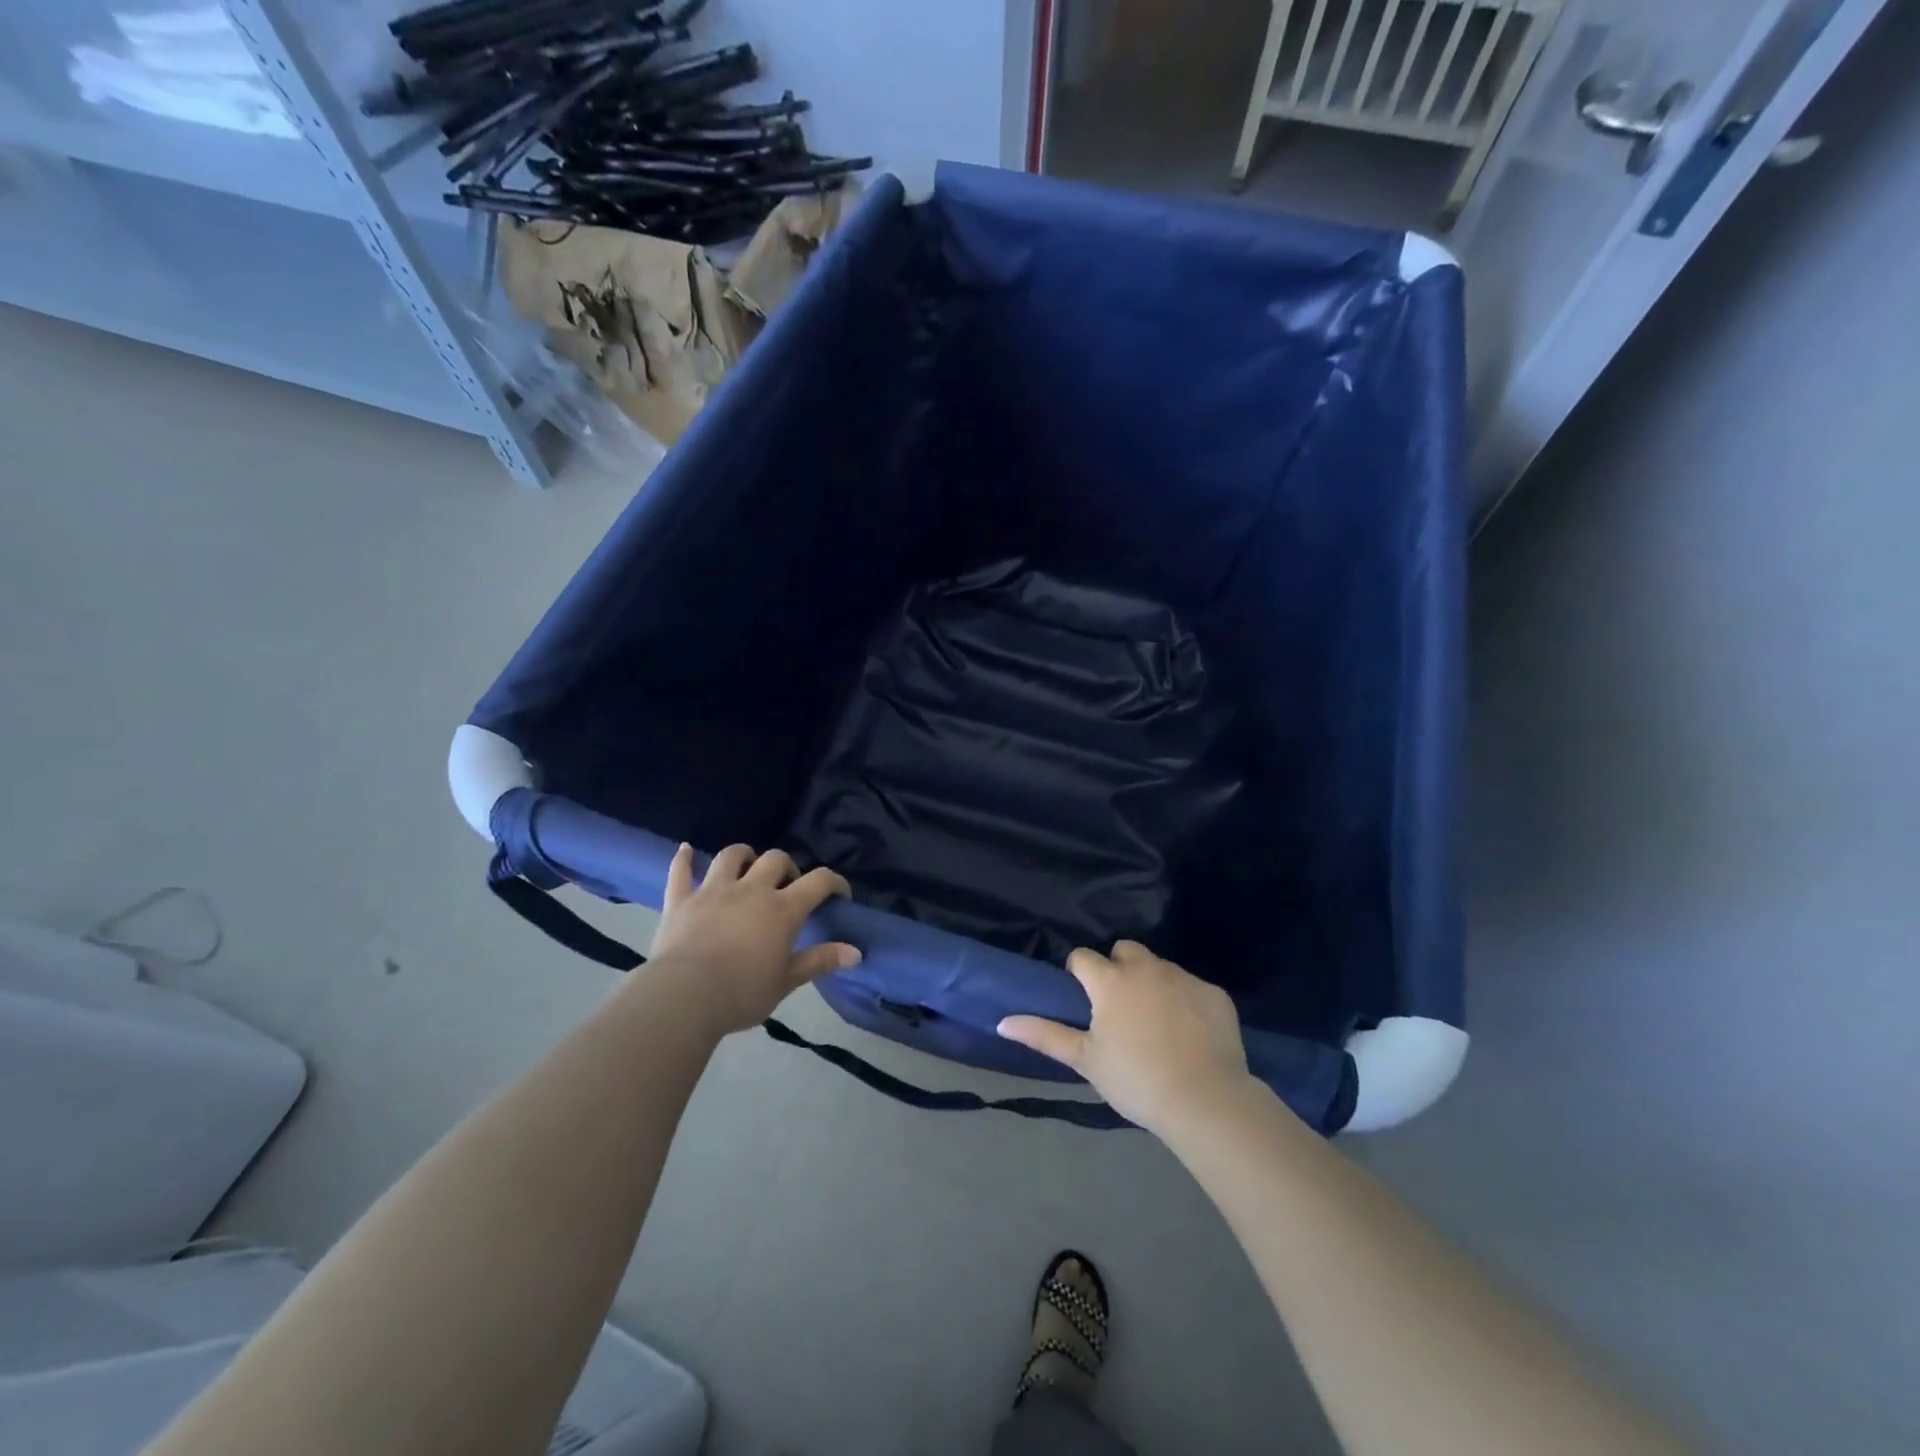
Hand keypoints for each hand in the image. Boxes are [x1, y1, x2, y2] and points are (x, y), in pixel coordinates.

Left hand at [648, 842, 859, 1035]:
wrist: (685, 997)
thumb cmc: (742, 993)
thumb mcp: (786, 981)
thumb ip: (820, 961)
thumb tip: (856, 952)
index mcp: (782, 909)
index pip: (818, 882)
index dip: (834, 882)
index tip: (840, 895)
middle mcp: (751, 890)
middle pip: (775, 859)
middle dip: (786, 867)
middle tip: (787, 887)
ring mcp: (713, 891)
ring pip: (732, 856)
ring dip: (743, 855)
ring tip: (747, 867)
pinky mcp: (681, 900)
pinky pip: (681, 871)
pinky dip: (684, 859)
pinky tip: (686, 850)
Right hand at [997, 940, 1254, 1136]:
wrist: (1205, 1101)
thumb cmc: (1135, 1080)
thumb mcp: (1085, 1060)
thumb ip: (1044, 1035)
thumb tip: (1002, 1022)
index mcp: (1110, 980)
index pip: (1082, 957)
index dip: (1079, 975)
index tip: (1085, 1001)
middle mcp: (1146, 967)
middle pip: (1124, 950)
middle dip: (1118, 969)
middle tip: (1120, 1008)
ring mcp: (1183, 977)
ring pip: (1159, 966)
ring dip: (1151, 982)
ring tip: (1156, 1022)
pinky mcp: (1214, 992)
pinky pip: (1192, 986)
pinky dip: (1185, 1001)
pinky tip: (1189, 1033)